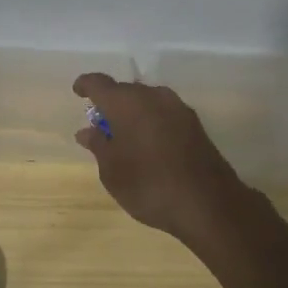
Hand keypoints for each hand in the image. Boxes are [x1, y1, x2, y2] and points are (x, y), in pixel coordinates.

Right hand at [73, 73, 248, 243]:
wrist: (209, 204)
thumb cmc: (149, 185)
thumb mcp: (112, 171)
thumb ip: (98, 146)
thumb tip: (87, 131)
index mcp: (126, 102)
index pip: (98, 83)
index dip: (85, 85)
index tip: (78, 93)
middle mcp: (153, 96)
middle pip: (125, 90)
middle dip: (111, 104)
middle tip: (101, 127)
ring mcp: (178, 108)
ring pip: (147, 102)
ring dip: (133, 114)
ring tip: (124, 139)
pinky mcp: (195, 124)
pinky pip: (164, 114)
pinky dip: (151, 123)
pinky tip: (148, 146)